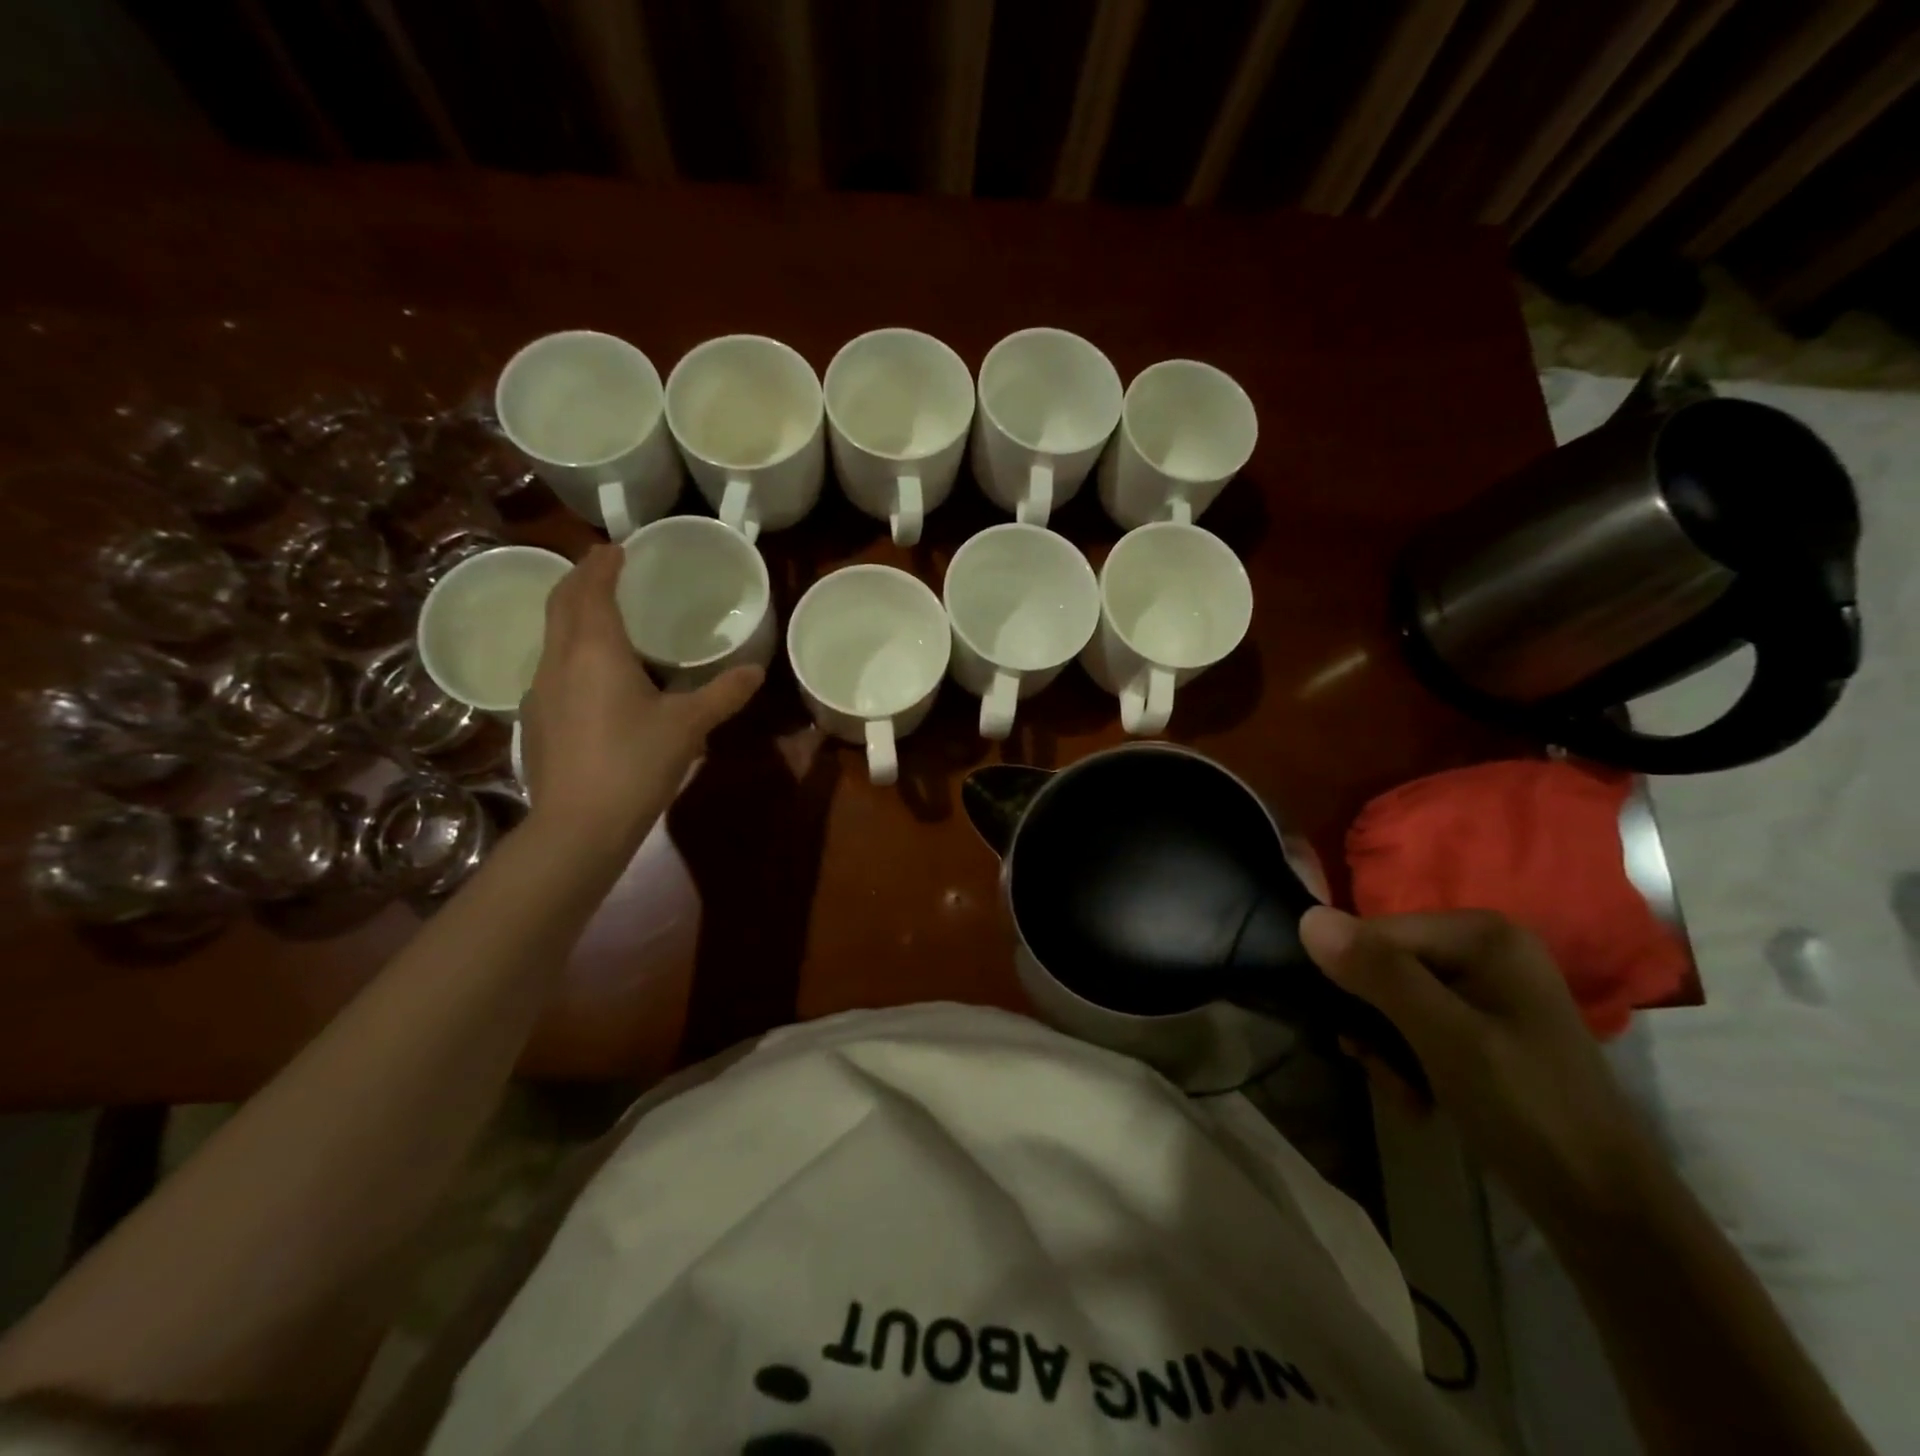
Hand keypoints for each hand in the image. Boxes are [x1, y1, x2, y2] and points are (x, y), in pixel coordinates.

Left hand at [519, 545, 761, 855]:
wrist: (578, 824)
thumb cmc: (636, 762)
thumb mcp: (689, 726)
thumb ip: (723, 694)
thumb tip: (756, 671)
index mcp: (595, 650)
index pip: (592, 589)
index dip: (603, 564)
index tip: (616, 547)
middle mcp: (559, 660)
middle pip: (561, 604)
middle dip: (580, 578)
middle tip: (603, 565)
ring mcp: (539, 691)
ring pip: (551, 636)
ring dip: (571, 614)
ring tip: (599, 614)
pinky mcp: (535, 720)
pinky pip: (551, 668)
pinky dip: (569, 651)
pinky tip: (591, 675)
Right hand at [1300, 907, 1661, 1229]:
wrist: (1605, 1210)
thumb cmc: (1529, 1112)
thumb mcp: (1446, 1038)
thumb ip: (1379, 974)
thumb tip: (1307, 919)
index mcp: (1482, 934)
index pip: (1374, 934)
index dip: (1354, 984)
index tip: (1359, 1044)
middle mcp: (1482, 947)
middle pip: (1383, 965)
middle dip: (1372, 1022)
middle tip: (1384, 1073)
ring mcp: (1485, 986)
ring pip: (1392, 998)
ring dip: (1385, 1047)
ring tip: (1404, 1092)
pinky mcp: (1482, 1023)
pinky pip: (1416, 1022)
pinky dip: (1407, 1059)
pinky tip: (1418, 1097)